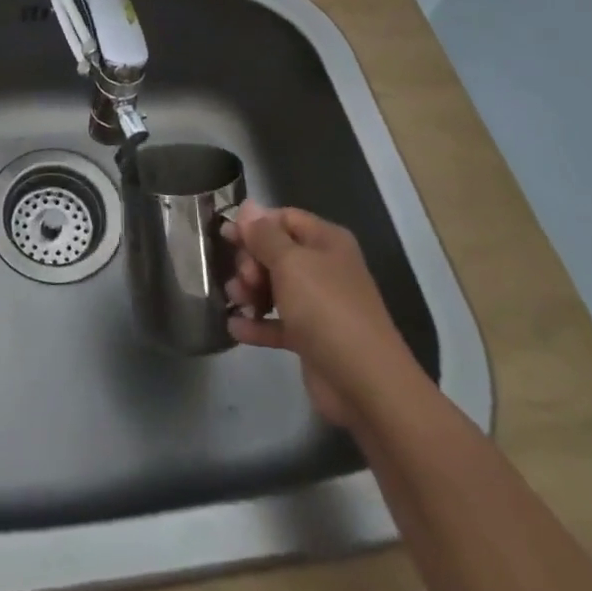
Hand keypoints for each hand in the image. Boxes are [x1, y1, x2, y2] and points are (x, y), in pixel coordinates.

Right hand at [222, 201, 415, 428]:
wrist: (365, 383)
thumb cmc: (326, 309)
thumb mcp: (290, 263)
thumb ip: (264, 235)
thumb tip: (247, 206)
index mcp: (326, 241)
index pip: (284, 218)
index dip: (255, 224)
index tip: (226, 236)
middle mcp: (324, 268)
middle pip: (276, 253)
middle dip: (251, 262)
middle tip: (243, 279)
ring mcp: (319, 305)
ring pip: (275, 287)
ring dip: (250, 292)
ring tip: (235, 301)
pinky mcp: (311, 338)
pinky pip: (278, 323)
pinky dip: (257, 324)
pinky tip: (234, 327)